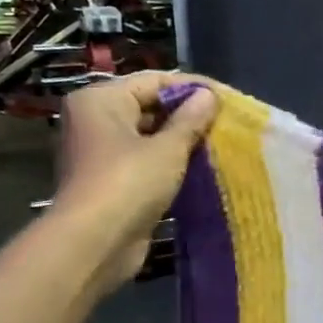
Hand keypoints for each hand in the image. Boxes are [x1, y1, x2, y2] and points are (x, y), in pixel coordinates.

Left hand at [52, 72, 218, 292]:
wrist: (94, 242)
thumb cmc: (129, 183)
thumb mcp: (168, 148)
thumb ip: (190, 120)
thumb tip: (209, 95)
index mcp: (101, 99)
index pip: (154, 80)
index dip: (193, 88)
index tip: (228, 100)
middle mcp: (95, 120)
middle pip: (149, 106)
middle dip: (188, 115)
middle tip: (227, 125)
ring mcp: (101, 152)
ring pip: (149, 136)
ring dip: (181, 142)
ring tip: (219, 146)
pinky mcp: (112, 181)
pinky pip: (146, 162)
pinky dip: (170, 164)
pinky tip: (200, 170)